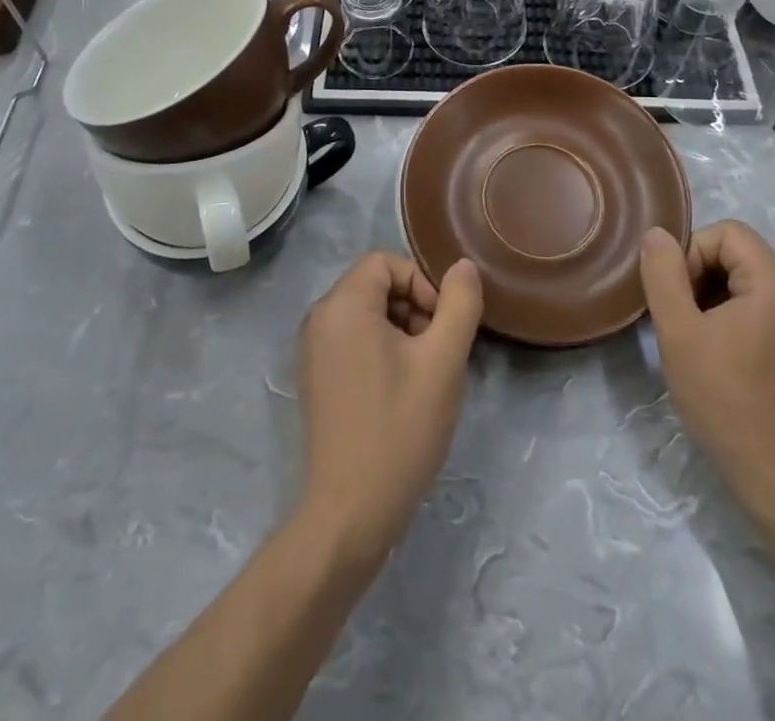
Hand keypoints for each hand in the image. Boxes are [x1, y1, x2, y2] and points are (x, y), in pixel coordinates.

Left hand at [297, 252, 483, 561]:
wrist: (350, 513)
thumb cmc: (398, 429)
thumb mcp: (443, 362)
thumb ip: (459, 305)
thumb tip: (462, 267)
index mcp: (342, 305)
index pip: (385, 262)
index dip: (421, 283)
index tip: (442, 325)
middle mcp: (319, 318)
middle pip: (375, 285)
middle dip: (413, 307)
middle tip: (436, 352)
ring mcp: (312, 350)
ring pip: (367, 313)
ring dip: (402, 330)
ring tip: (423, 374)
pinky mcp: (316, 378)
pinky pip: (353, 339)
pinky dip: (382, 350)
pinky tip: (402, 390)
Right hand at [639, 220, 774, 502]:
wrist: (767, 469)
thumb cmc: (721, 395)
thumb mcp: (679, 330)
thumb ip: (664, 274)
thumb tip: (657, 234)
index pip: (727, 232)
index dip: (692, 251)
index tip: (676, 293)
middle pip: (734, 251)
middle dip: (696, 271)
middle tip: (676, 312)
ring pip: (738, 277)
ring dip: (704, 292)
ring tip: (686, 330)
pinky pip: (748, 302)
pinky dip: (720, 311)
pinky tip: (704, 345)